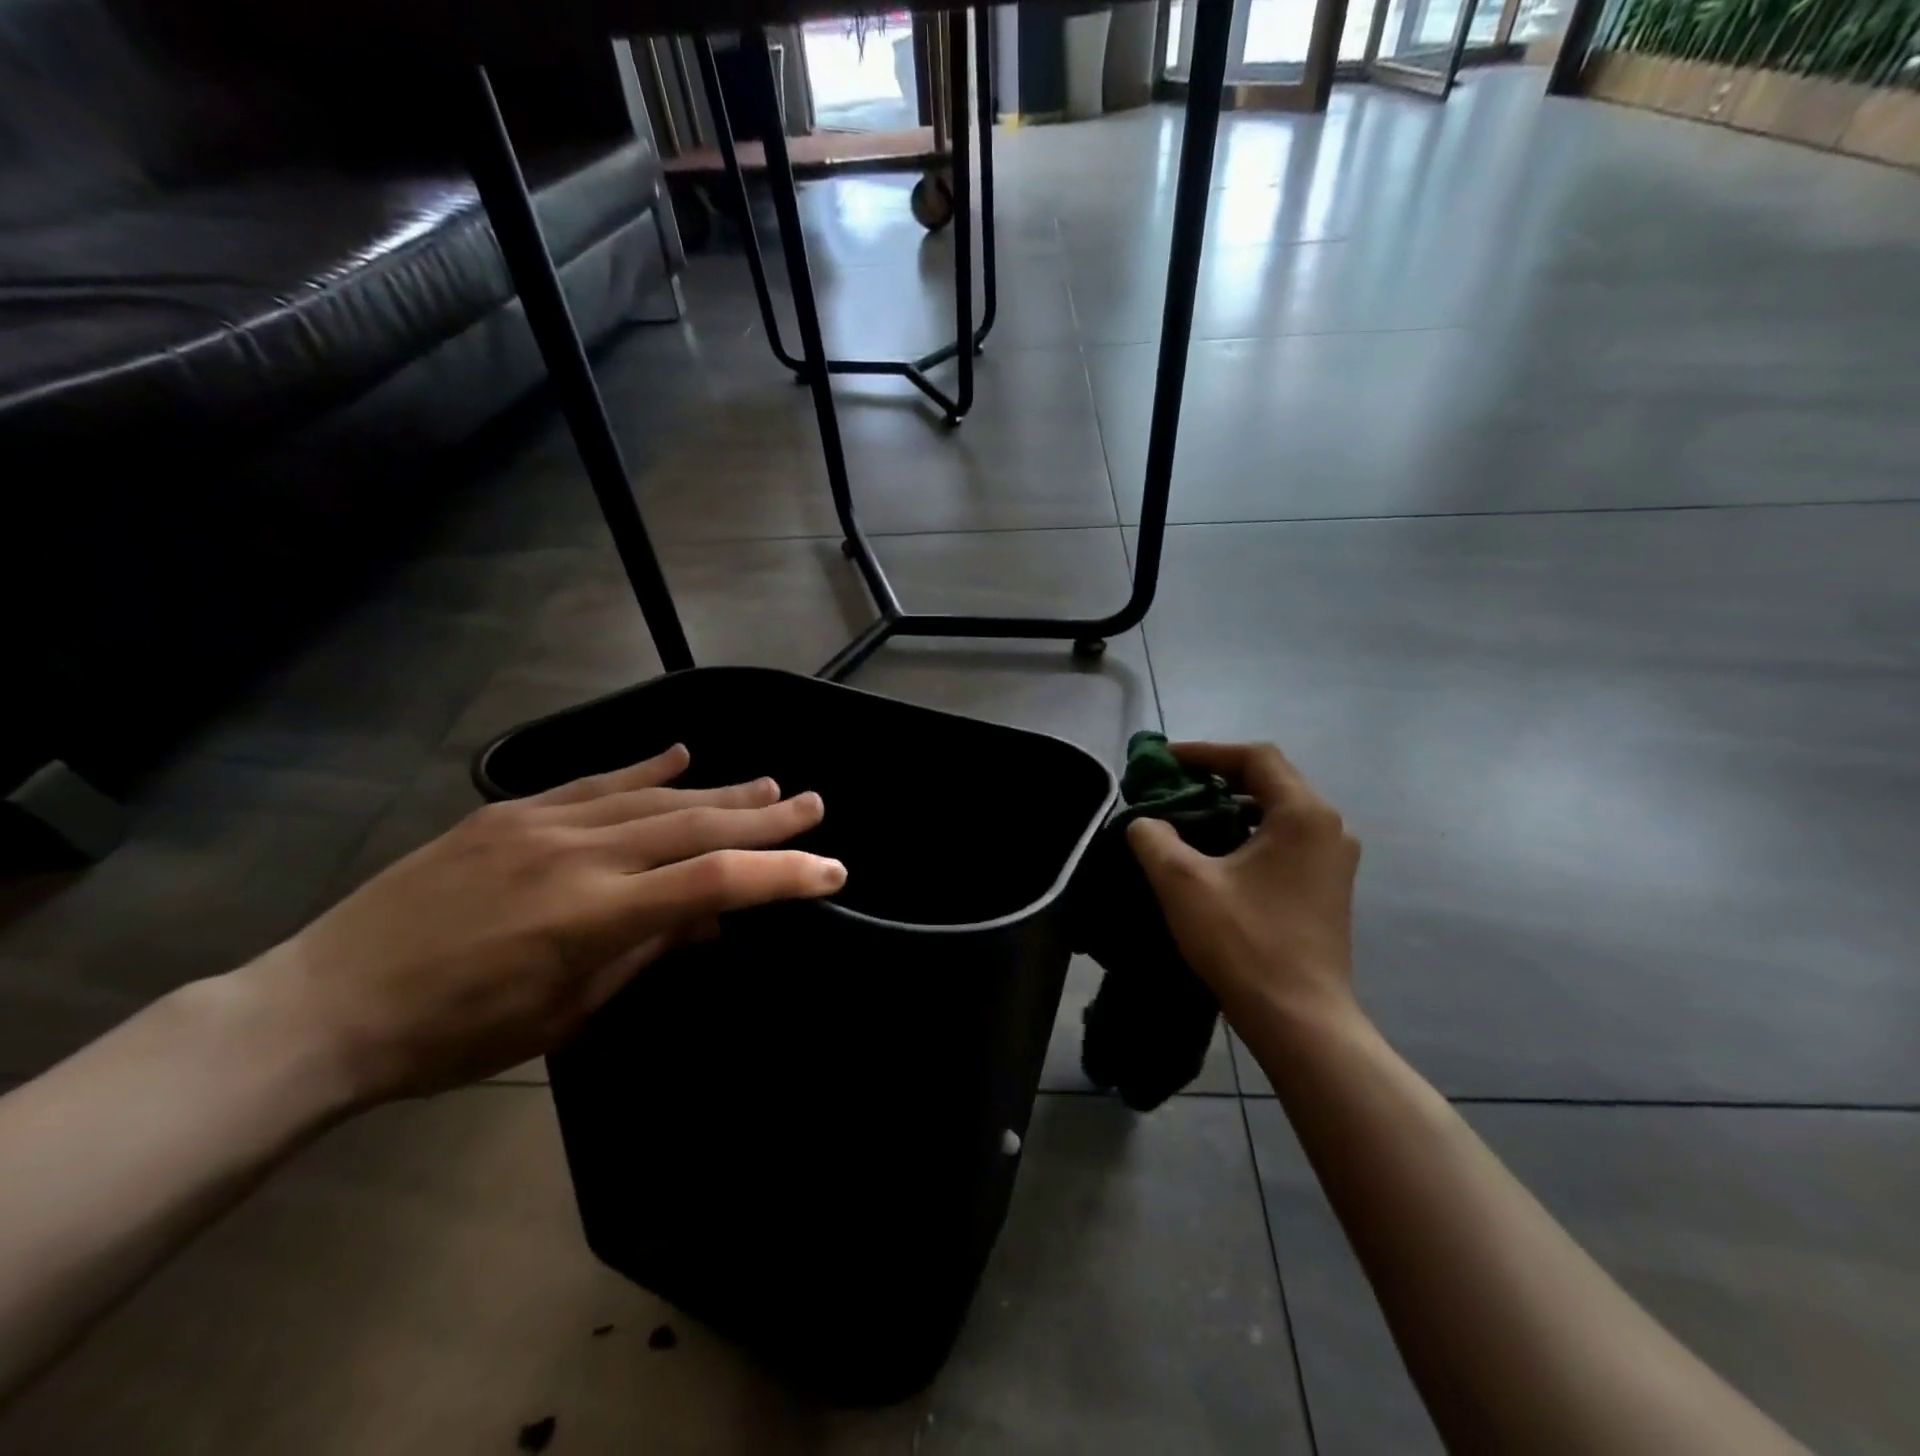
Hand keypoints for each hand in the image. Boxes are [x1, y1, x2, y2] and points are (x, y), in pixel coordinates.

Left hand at [238, 745, 845, 1104]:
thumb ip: (646, 952)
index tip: (831, 869)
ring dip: (719, 789)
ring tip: (769, 784)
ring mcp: (542, 822)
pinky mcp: (509, 810)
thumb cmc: (454, 1036)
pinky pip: (595, 780)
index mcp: (595, 916)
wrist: (324, 1006)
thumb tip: (710, 918)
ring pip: (654, 796)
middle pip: (696, 824)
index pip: (716, 883)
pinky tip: (681, 752)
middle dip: (766, 817)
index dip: (782, 874)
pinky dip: (645, 767)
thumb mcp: (566, 1011)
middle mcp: (579, 854)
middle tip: (814, 805)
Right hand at [1127, 742, 1360, 1026]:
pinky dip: (1246, 834)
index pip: (1254, 757)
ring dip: (1229, 807)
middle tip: (1170, 788)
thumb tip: (1145, 822)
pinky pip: (1283, 841)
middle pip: (1268, 781)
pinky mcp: (1327, 887)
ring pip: (1275, 812)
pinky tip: (1214, 856)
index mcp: (1304, 814)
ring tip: (1185, 819)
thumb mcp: (1182, 882)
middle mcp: (1329, 828)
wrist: (1299, 1020)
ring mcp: (1333, 860)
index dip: (1205, 751)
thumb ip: (1153, 837)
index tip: (1163, 762)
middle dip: (1215, 778)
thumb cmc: (1244, 943)